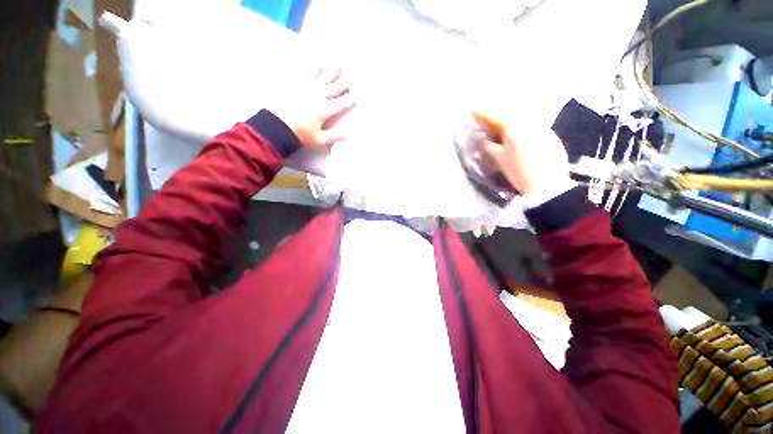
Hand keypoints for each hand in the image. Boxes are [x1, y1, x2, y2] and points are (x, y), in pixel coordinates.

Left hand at [270, 66, 355, 147]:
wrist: (275, 126)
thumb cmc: (299, 135)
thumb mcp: (319, 140)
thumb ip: (335, 136)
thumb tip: (350, 135)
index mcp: (324, 110)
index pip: (341, 104)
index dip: (351, 99)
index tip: (358, 94)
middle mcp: (318, 97)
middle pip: (334, 88)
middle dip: (345, 82)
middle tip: (353, 74)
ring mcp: (306, 88)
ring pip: (323, 77)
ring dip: (332, 70)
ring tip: (339, 62)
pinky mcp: (295, 84)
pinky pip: (306, 72)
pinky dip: (313, 66)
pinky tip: (317, 60)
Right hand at [473, 112, 571, 196]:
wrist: (548, 184)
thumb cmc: (519, 172)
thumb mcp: (500, 160)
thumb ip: (489, 147)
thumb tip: (483, 139)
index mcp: (515, 128)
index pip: (497, 116)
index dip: (485, 114)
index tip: (475, 111)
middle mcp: (530, 123)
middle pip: (512, 114)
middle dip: (499, 116)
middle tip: (489, 121)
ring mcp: (543, 128)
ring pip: (524, 119)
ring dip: (511, 121)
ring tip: (503, 129)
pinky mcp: (551, 137)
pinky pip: (533, 126)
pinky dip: (523, 128)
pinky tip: (520, 137)